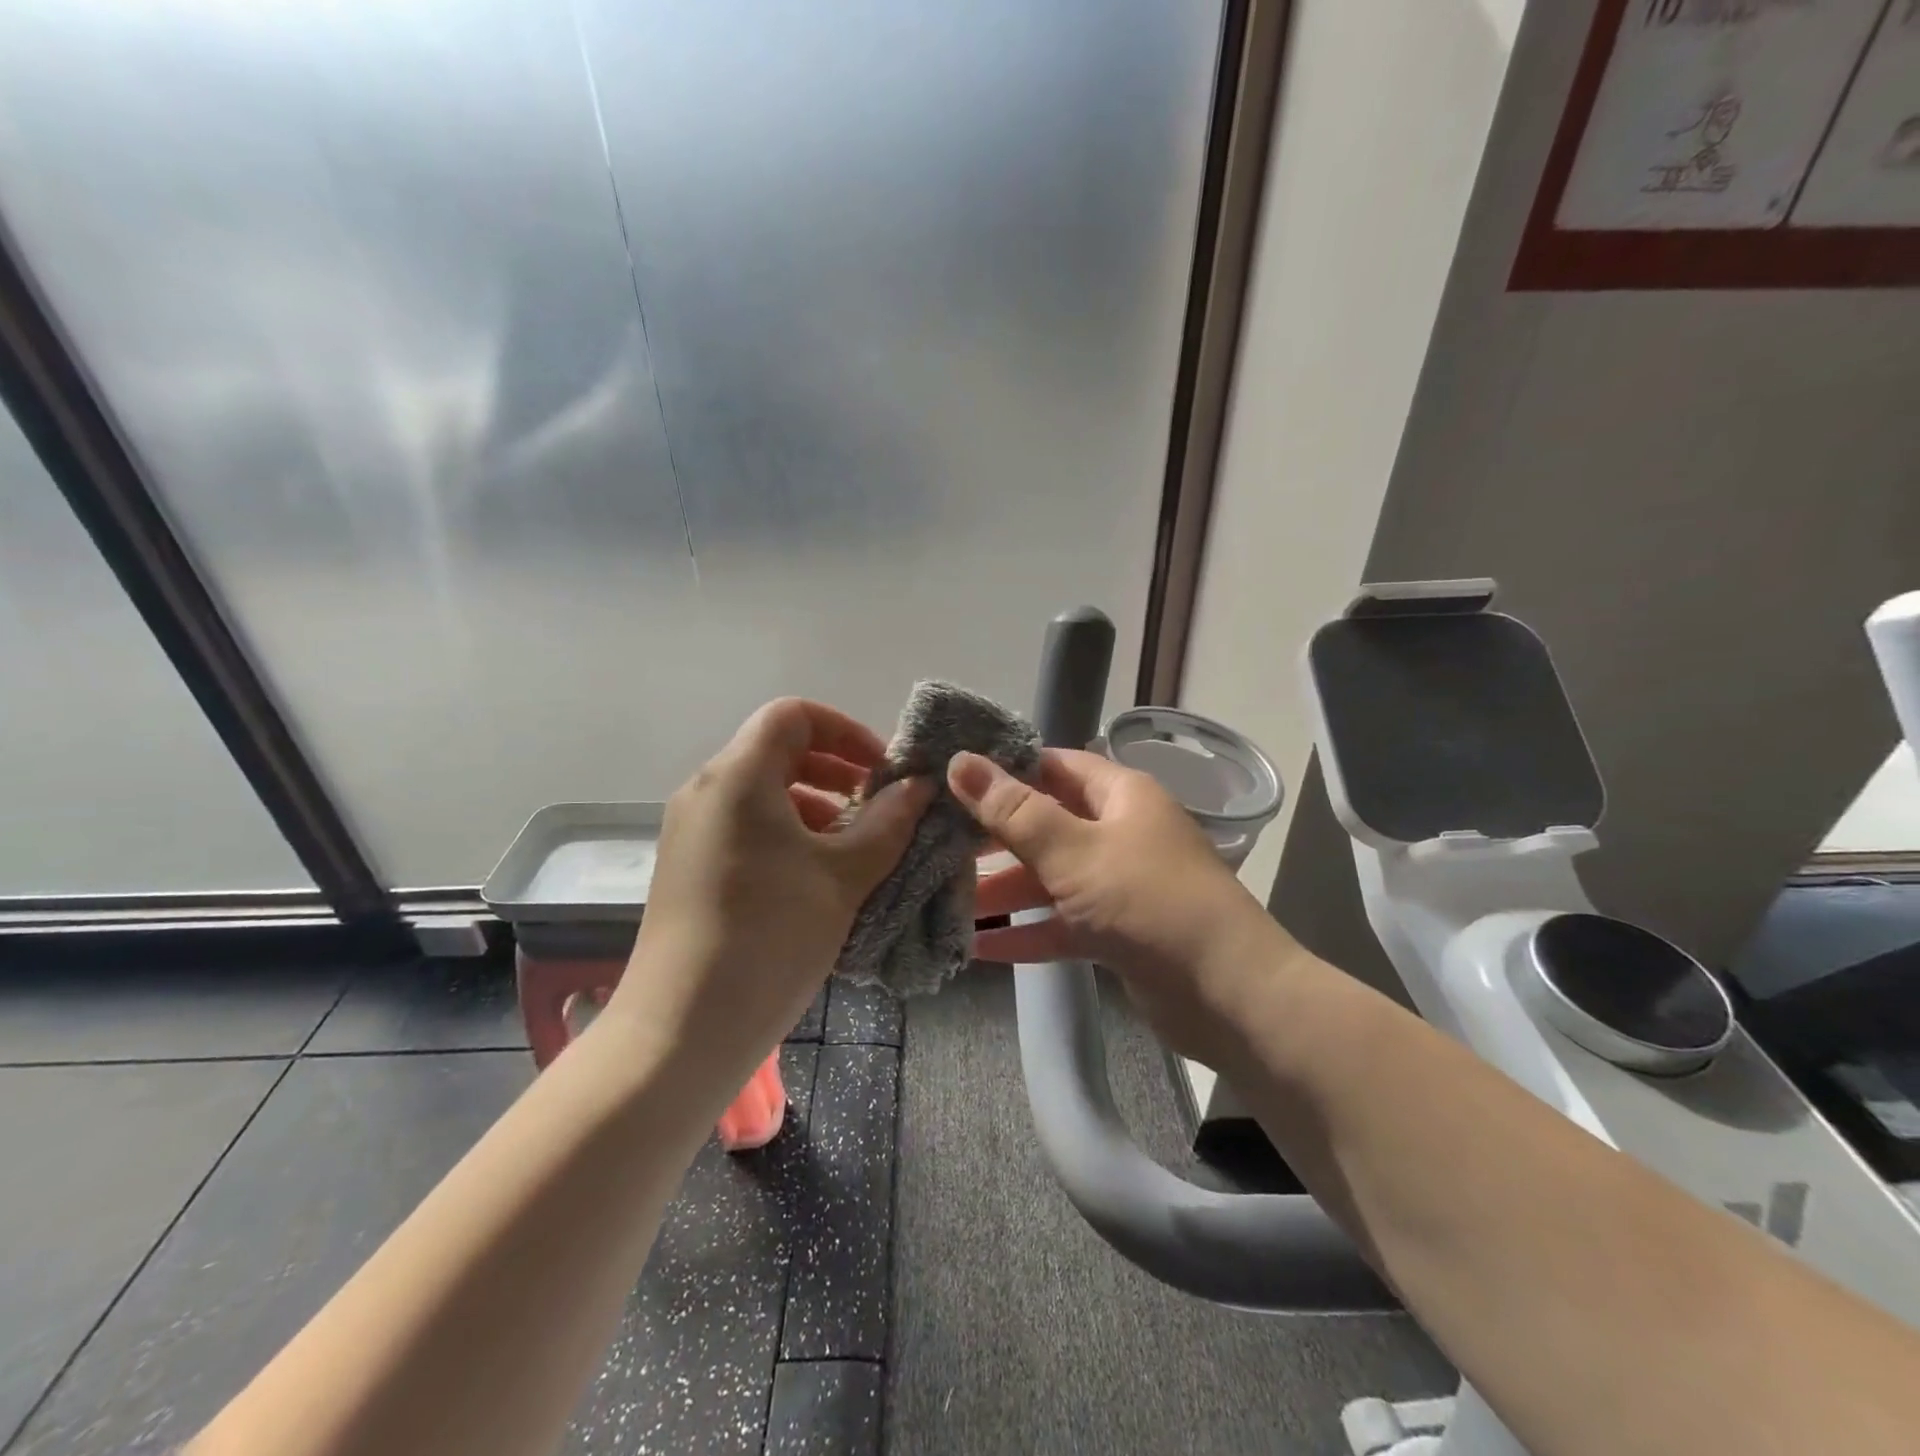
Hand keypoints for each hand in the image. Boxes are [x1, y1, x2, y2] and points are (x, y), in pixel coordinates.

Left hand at [612, 699, 931, 1083]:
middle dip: (835, 769)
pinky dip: (787, 833)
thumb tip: (919, 786)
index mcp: (739, 776)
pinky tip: (817, 876)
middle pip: (777, 750)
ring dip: (814, 804)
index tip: (881, 771)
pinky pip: (745, 826)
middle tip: (877, 806)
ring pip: (762, 791)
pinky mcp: (689, 866)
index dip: (845, 730)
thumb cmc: (770, 936)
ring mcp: (692, 830)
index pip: (793, 715)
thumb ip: (888, 822)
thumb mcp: (843, 876)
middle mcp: (706, 790)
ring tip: (854, 846)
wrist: (682, 1030)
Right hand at [950, 748, 1288, 1064]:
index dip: (1004, 768)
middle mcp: (1119, 831)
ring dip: (1003, 889)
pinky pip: (1061, 922)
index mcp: (1119, 795)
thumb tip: (960, 761)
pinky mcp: (1116, 931)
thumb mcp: (1074, 851)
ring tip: (945, 898)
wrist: (1229, 994)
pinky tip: (977, 946)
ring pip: (1049, 877)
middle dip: (994, 836)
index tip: (951, 778)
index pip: (1052, 765)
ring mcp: (1118, 884)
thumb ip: (1014, 811)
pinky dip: (1026, 931)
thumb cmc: (1149, 902)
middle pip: (1045, 823)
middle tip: (936, 841)